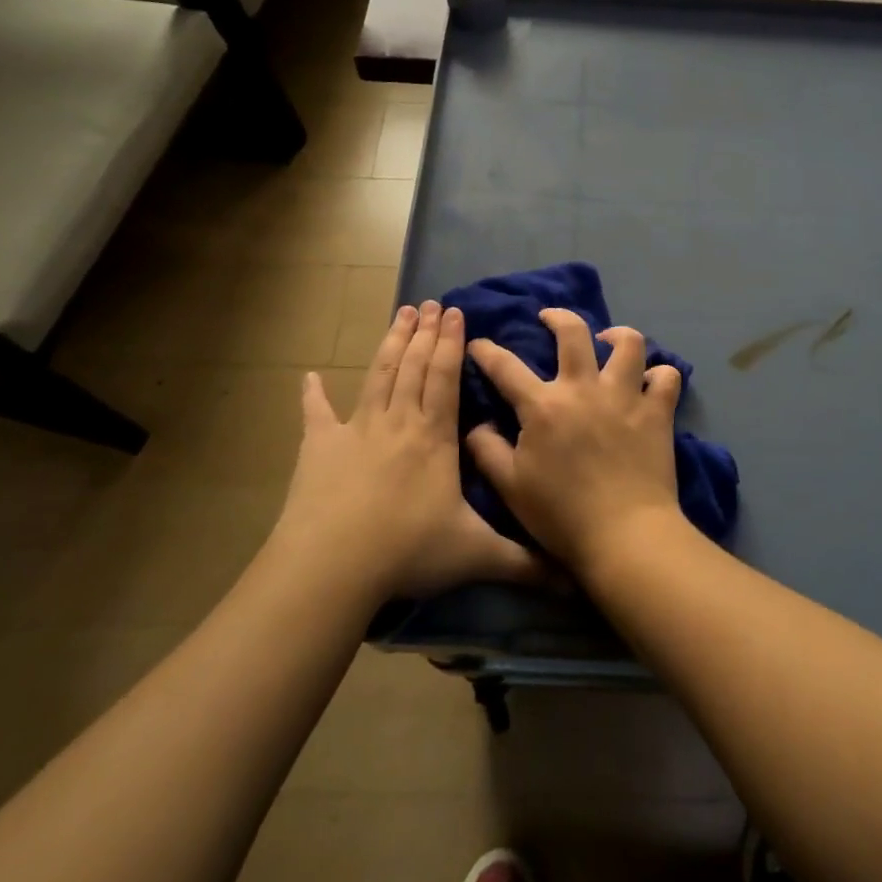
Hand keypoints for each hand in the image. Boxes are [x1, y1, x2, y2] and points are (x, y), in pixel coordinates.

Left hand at [273, 302, 543, 600]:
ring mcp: (356, 431)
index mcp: (434, 437)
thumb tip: (573, 578)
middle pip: (414, 366)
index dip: (451, 343)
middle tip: (429, 303)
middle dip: (425, 333)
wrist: (334, 566)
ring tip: (399, 314)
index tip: (455, 312)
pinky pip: (316, 415)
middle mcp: (398, 422)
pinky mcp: (319, 448)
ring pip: (378, 376)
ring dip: (390, 344)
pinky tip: (309, 376)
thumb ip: (524, 562)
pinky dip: (313, 395)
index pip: (446, 377)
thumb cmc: (408, 551)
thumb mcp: (476, 556)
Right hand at [466, 309, 684, 578]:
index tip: (478, 342)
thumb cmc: (561, 515)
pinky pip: (666, 377)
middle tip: (549, 318)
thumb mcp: (509, 487)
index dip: (486, 350)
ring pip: (629, 344)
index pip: (505, 367)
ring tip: (609, 340)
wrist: (624, 536)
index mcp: (543, 406)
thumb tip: (478, 424)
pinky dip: (659, 375)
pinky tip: (650, 381)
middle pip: (573, 332)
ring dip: (618, 335)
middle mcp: (584, 388)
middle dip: (557, 316)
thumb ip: (487, 450)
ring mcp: (625, 396)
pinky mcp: (657, 412)